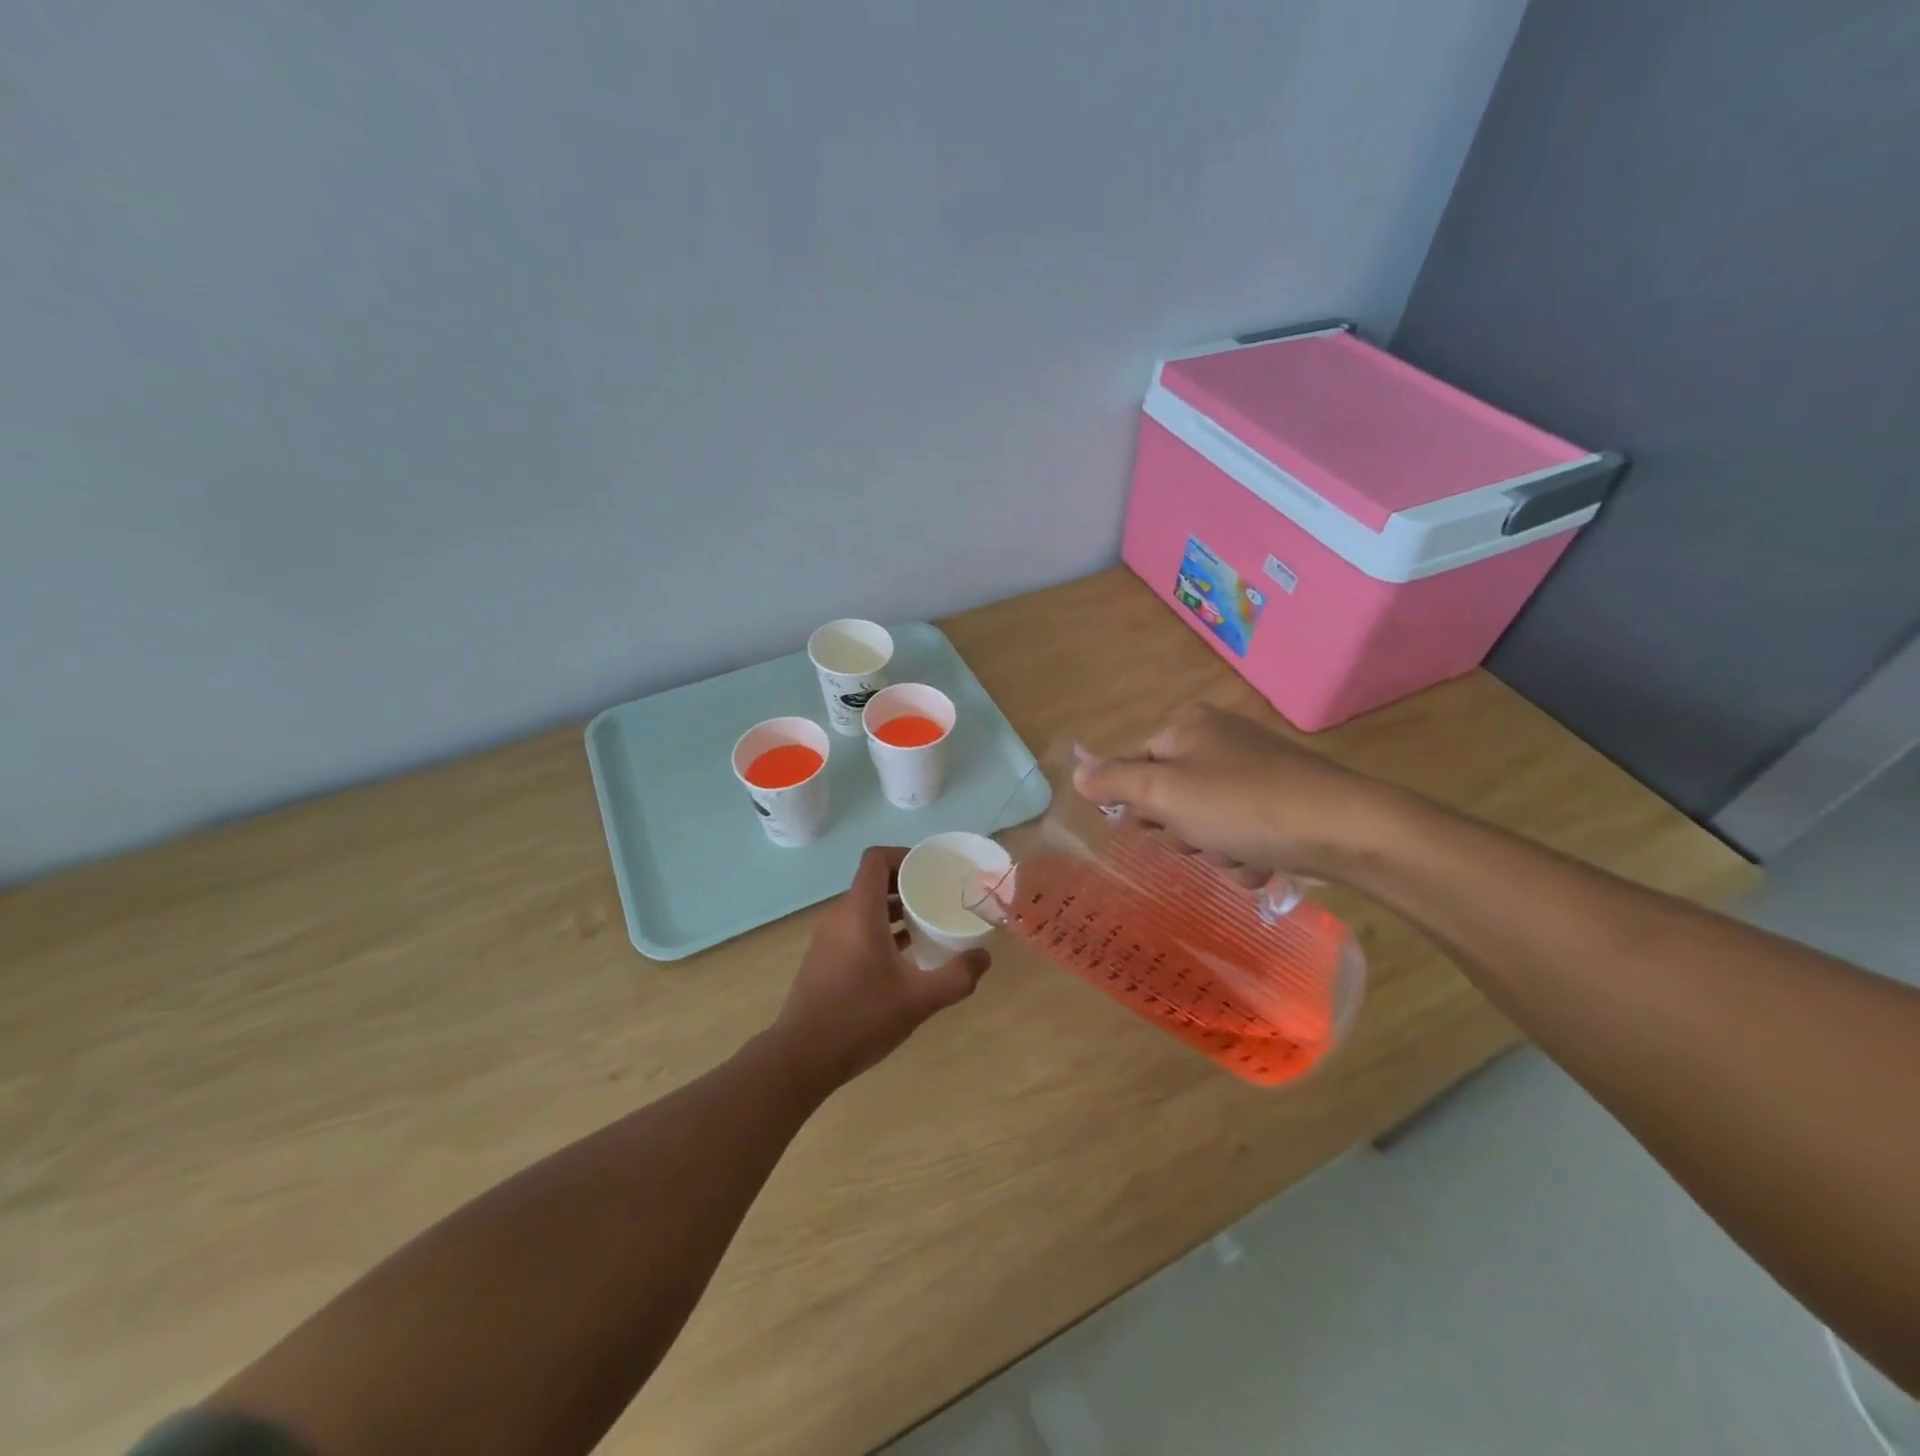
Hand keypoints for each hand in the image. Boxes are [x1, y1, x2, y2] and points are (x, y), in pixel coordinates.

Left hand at [768, 845, 990, 1088]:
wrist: (801, 1057)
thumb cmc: (860, 1018)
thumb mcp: (918, 999)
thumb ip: (956, 977)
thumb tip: (983, 957)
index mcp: (859, 912)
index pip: (876, 859)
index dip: (904, 855)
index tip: (931, 870)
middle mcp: (839, 916)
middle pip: (872, 881)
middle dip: (906, 883)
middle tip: (938, 896)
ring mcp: (828, 938)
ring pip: (864, 906)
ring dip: (894, 908)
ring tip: (927, 923)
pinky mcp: (824, 958)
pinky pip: (855, 927)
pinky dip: (879, 928)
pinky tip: (904, 954)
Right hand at [1073, 702, 1401, 883]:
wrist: (1342, 828)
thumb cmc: (1240, 804)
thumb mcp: (1163, 791)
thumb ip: (1113, 781)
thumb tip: (1076, 774)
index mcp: (1188, 727)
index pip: (1135, 766)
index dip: (1139, 803)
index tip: (1153, 826)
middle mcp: (1219, 741)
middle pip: (1170, 798)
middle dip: (1181, 831)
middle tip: (1198, 839)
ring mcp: (1254, 772)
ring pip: (1206, 824)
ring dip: (1215, 850)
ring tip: (1239, 853)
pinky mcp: (1283, 802)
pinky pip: (1241, 833)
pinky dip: (1246, 854)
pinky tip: (1264, 860)